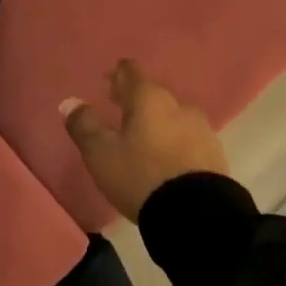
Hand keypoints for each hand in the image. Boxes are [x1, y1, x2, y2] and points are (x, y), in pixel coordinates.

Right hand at [61, 59, 228, 221]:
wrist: (197, 214)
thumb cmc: (141, 176)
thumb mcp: (101, 153)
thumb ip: (84, 125)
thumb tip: (70, 102)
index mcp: (149, 99)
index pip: (132, 72)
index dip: (118, 73)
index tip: (109, 79)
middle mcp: (178, 106)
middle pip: (154, 94)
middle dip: (136, 99)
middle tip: (120, 108)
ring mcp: (201, 129)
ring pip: (173, 116)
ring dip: (157, 121)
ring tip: (143, 137)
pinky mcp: (215, 154)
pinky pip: (188, 138)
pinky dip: (174, 141)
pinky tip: (167, 157)